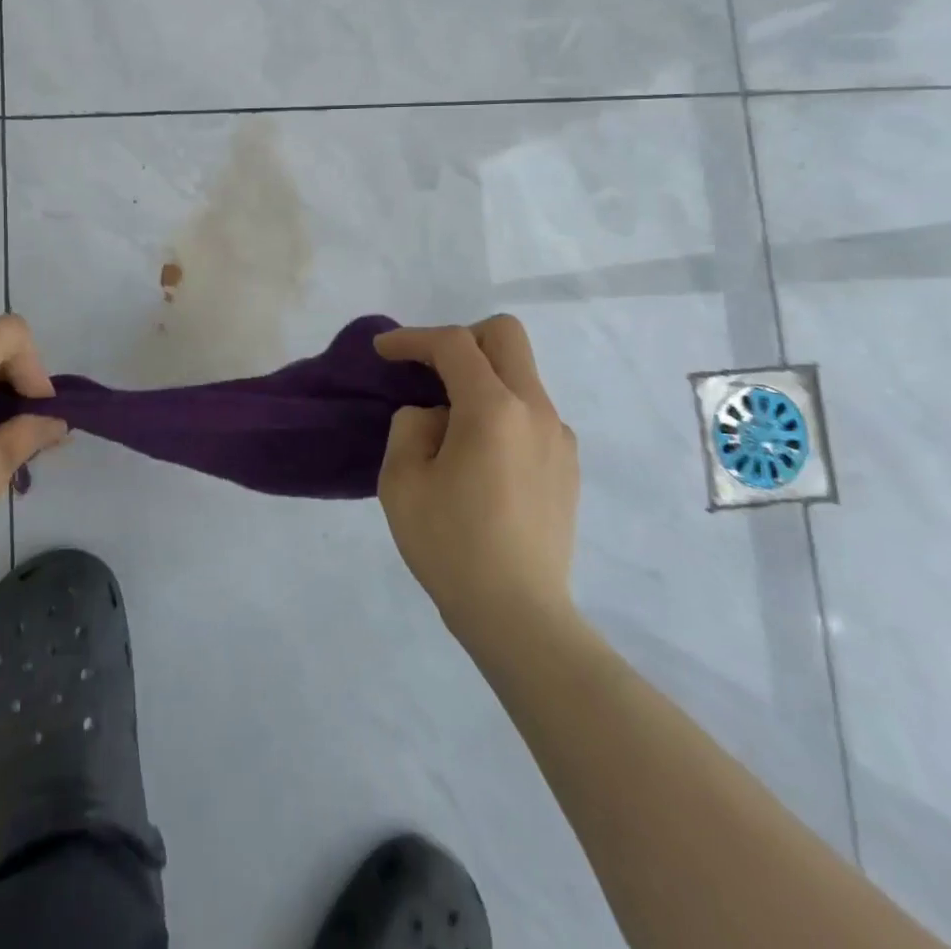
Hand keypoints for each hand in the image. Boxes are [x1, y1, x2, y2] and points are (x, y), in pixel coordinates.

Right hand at [375, 316, 579, 638]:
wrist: (518, 615)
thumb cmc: (451, 545)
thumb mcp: (402, 481)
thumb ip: (410, 426)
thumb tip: (434, 416)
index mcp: (494, 409)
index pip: (454, 344)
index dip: (413, 338)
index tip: (384, 351)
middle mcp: (536, 410)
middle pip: (505, 335)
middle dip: (461, 339)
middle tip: (429, 370)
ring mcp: (559, 437)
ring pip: (521, 374)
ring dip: (482, 378)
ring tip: (449, 427)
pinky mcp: (567, 464)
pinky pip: (531, 412)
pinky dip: (501, 411)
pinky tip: (480, 458)